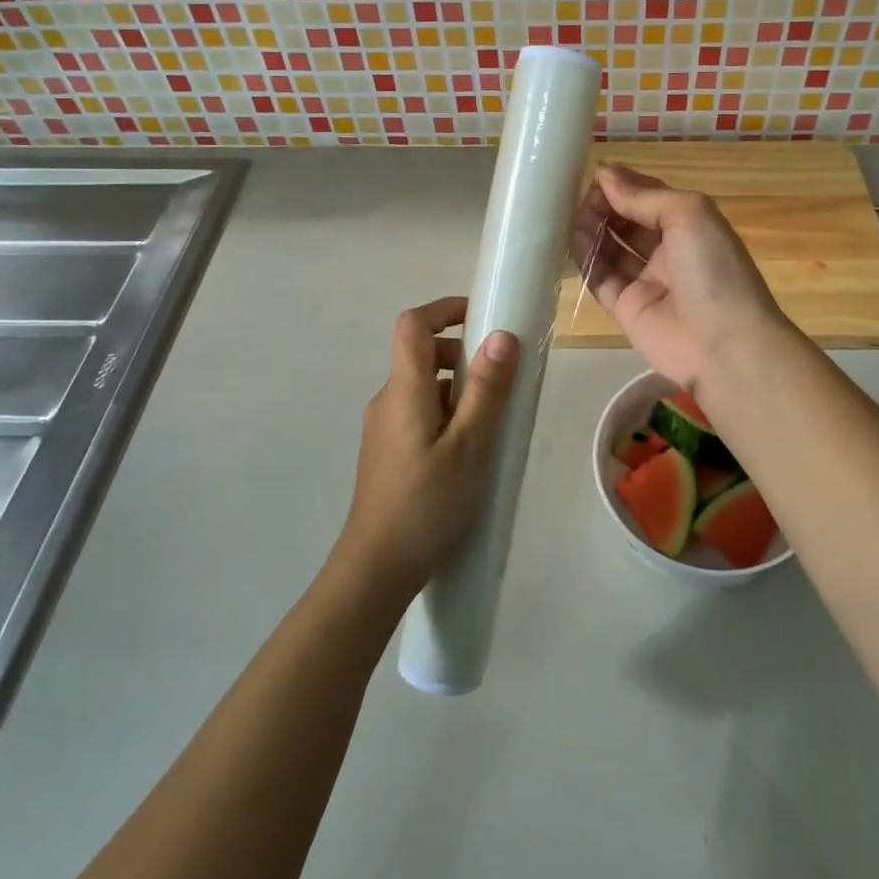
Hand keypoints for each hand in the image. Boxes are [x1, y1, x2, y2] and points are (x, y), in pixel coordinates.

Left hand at [340, 297, 518, 591]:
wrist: (376, 569)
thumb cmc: (427, 504)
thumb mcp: (469, 446)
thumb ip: (486, 390)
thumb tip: (502, 334)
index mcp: (404, 390)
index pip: (413, 324)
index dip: (445, 309)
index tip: (483, 316)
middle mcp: (387, 400)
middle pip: (421, 355)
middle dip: (463, 355)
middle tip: (501, 382)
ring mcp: (383, 428)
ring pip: (424, 387)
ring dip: (459, 389)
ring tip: (493, 424)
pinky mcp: (387, 452)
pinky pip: (419, 413)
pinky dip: (447, 414)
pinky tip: (469, 453)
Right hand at [572, 165, 785, 393]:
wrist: (724, 344)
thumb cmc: (714, 269)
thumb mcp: (689, 215)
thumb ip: (644, 196)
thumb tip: (604, 175)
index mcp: (690, 226)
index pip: (650, 199)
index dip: (624, 185)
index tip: (595, 173)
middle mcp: (668, 252)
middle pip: (628, 222)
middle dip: (605, 206)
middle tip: (579, 195)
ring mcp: (646, 281)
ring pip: (612, 248)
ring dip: (592, 228)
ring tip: (571, 213)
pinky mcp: (626, 308)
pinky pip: (600, 278)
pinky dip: (586, 258)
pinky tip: (571, 239)